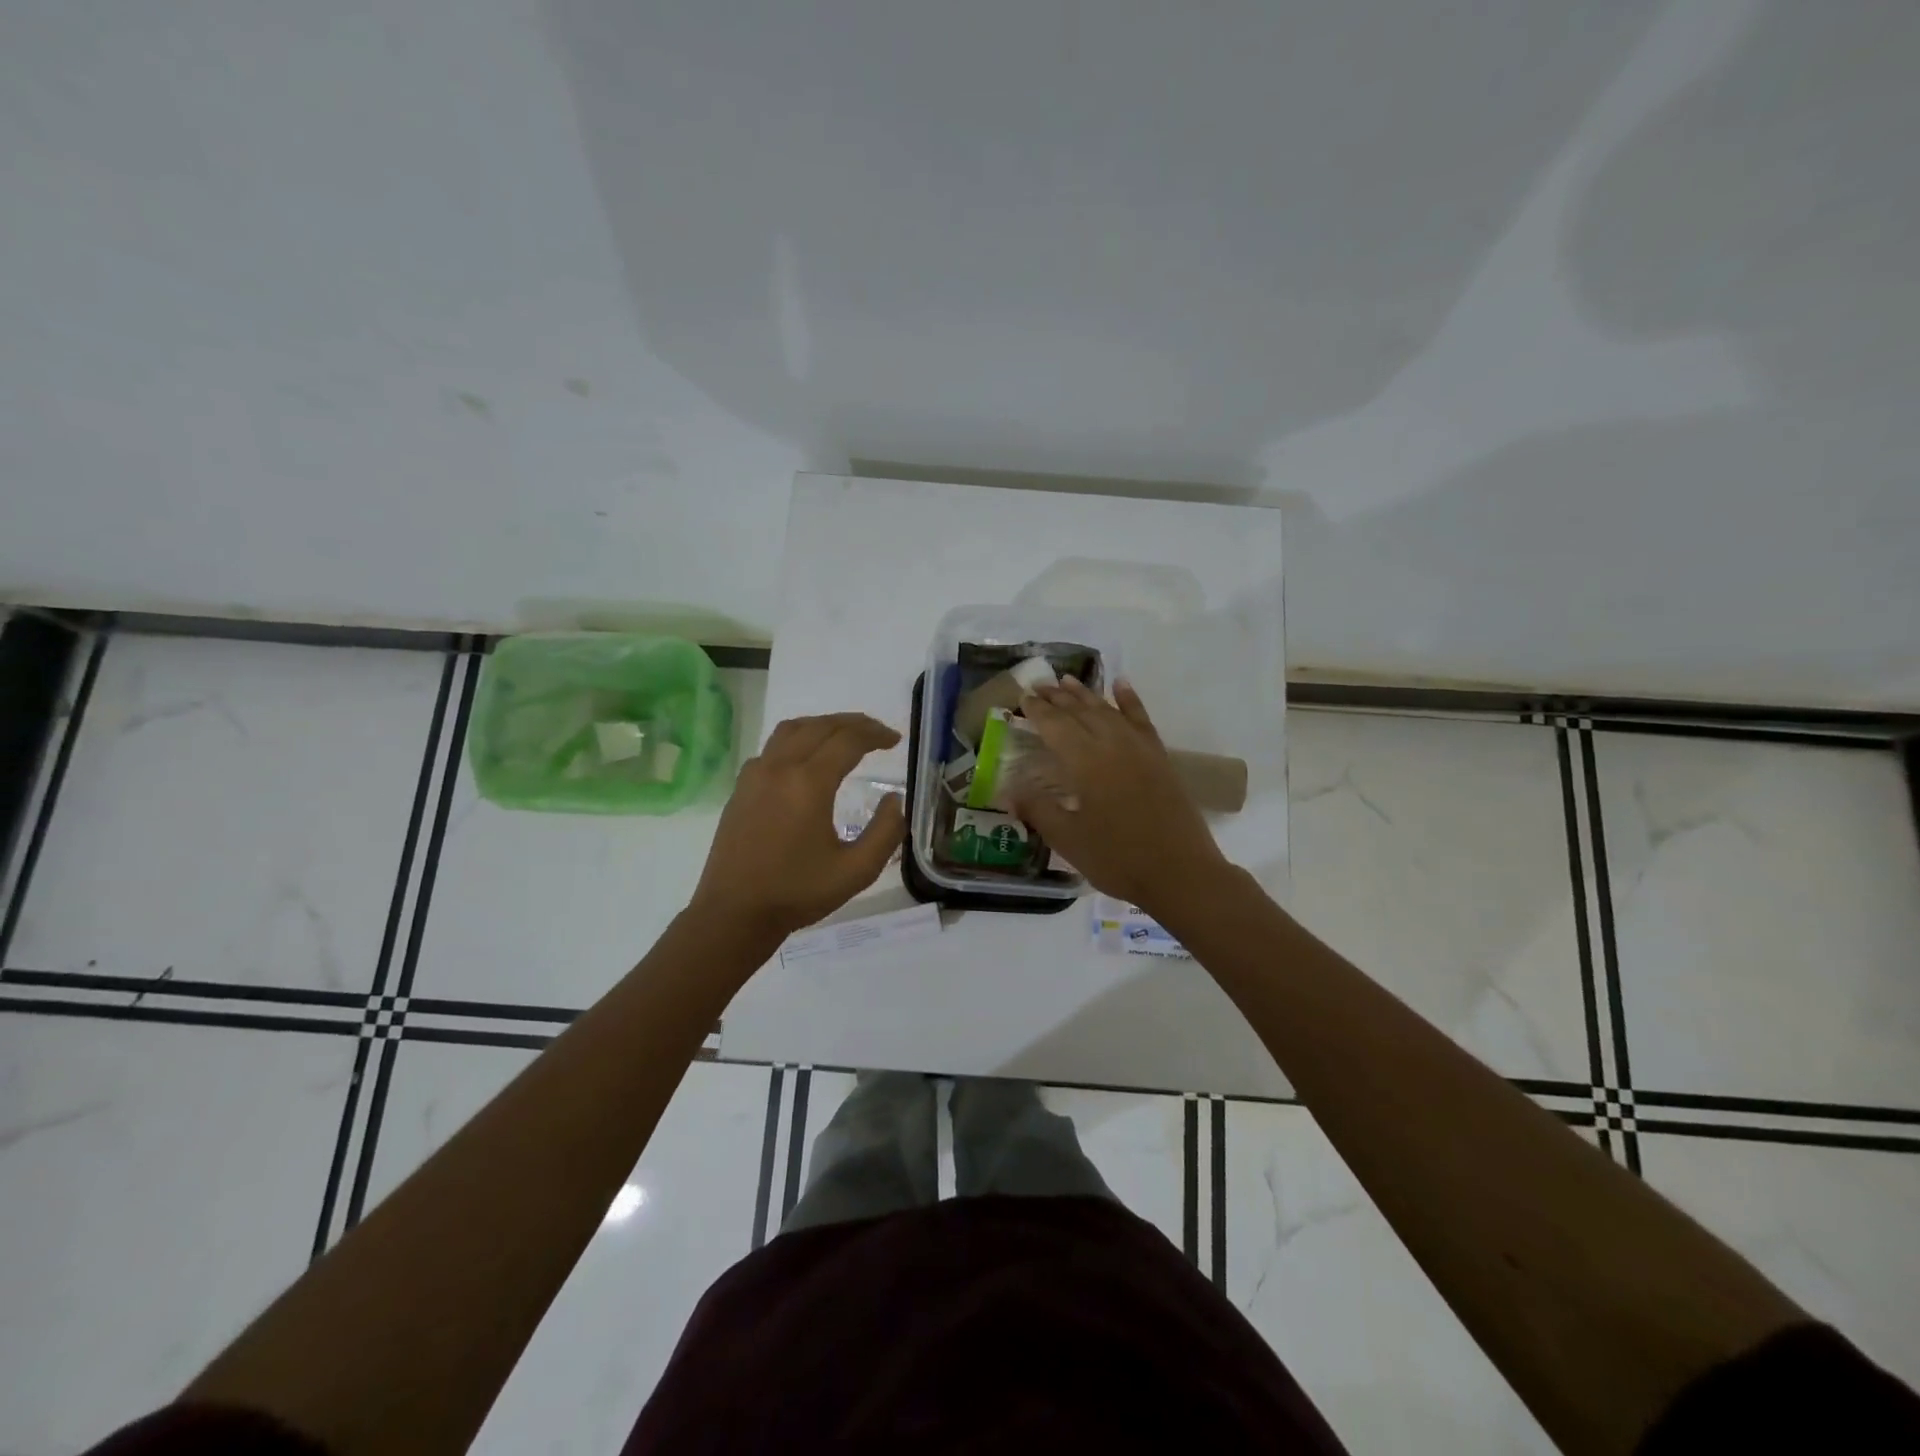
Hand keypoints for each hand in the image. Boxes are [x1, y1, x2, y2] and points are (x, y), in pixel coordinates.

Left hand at [689, 712, 905, 941]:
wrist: (734, 913)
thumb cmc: (797, 893)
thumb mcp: (856, 871)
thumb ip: (885, 832)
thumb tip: (895, 800)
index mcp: (809, 783)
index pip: (848, 740)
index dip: (876, 735)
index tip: (895, 740)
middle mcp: (780, 767)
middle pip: (821, 726)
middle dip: (854, 724)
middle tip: (878, 734)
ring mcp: (755, 775)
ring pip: (793, 729)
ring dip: (823, 725)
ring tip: (845, 736)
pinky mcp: (741, 787)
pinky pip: (772, 747)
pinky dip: (798, 740)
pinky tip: (806, 759)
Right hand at [1012, 679, 1228, 913]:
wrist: (1181, 873)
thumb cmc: (1118, 859)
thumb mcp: (1068, 840)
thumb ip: (1038, 810)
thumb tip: (1007, 791)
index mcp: (1086, 762)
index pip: (1055, 726)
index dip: (1037, 711)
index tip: (1022, 697)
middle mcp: (1112, 745)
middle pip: (1081, 712)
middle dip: (1057, 697)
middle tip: (1038, 685)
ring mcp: (1140, 748)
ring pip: (1108, 711)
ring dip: (1086, 694)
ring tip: (1068, 681)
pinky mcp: (1160, 757)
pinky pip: (1141, 719)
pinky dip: (1130, 700)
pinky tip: (1121, 685)